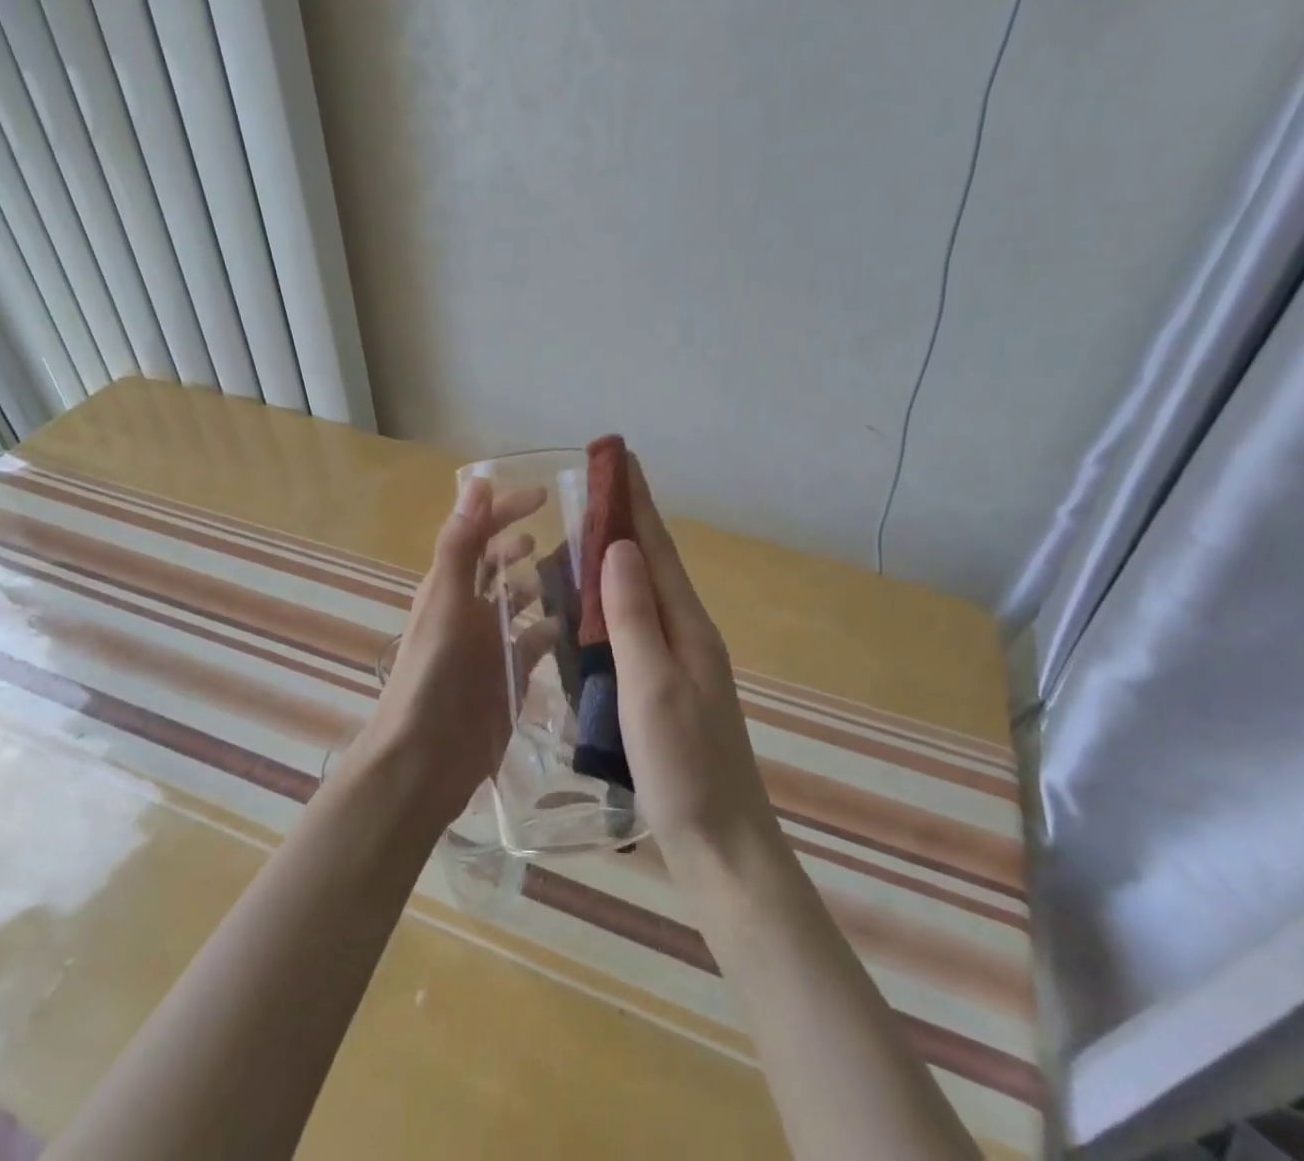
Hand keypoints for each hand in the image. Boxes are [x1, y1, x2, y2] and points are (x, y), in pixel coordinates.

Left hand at [358, 478, 545, 826]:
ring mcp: (490, 644)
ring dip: (541, 585)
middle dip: (523, 546)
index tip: (544, 495)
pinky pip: (535, 642)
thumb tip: (477, 482)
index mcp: (449, 586)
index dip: (506, 510)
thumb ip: (460, 543)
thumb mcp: (446, 601)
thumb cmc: (433, 674)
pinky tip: (574, 625)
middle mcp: (469, 609)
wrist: (425, 759)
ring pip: (519, 602)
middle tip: (567, 534)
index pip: (478, 534)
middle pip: (498, 566)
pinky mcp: (509, 675)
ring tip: (578, 573)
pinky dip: (551, 629)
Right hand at [603, 459, 779, 886]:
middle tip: (590, 488)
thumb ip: (633, 615)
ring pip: (641, 596)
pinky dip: (610, 606)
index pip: (656, 547)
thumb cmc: (685, 766)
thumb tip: (616, 546)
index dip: (636, 500)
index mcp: (686, 625)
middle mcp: (686, 635)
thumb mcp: (652, 685)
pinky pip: (634, 629)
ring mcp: (678, 664)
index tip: (619, 456)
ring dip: (614, 561)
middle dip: (623, 521)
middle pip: (651, 564)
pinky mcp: (666, 690)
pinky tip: (590, 612)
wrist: (723, 846)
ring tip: (580, 537)